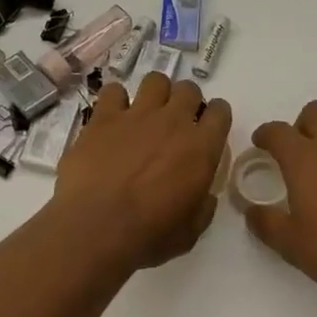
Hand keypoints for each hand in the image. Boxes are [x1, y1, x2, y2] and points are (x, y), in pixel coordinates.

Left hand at [56, 74, 231, 269]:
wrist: (95, 228)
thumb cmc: (148, 236)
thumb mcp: (190, 232)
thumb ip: (202, 206)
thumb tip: (203, 195)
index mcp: (201, 148)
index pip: (221, 112)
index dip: (215, 117)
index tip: (206, 129)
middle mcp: (173, 122)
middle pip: (188, 89)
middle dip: (186, 101)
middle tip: (174, 123)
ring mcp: (136, 115)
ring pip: (155, 80)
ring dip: (155, 94)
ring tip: (145, 113)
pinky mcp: (103, 117)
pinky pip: (113, 90)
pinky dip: (115, 100)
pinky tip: (111, 117)